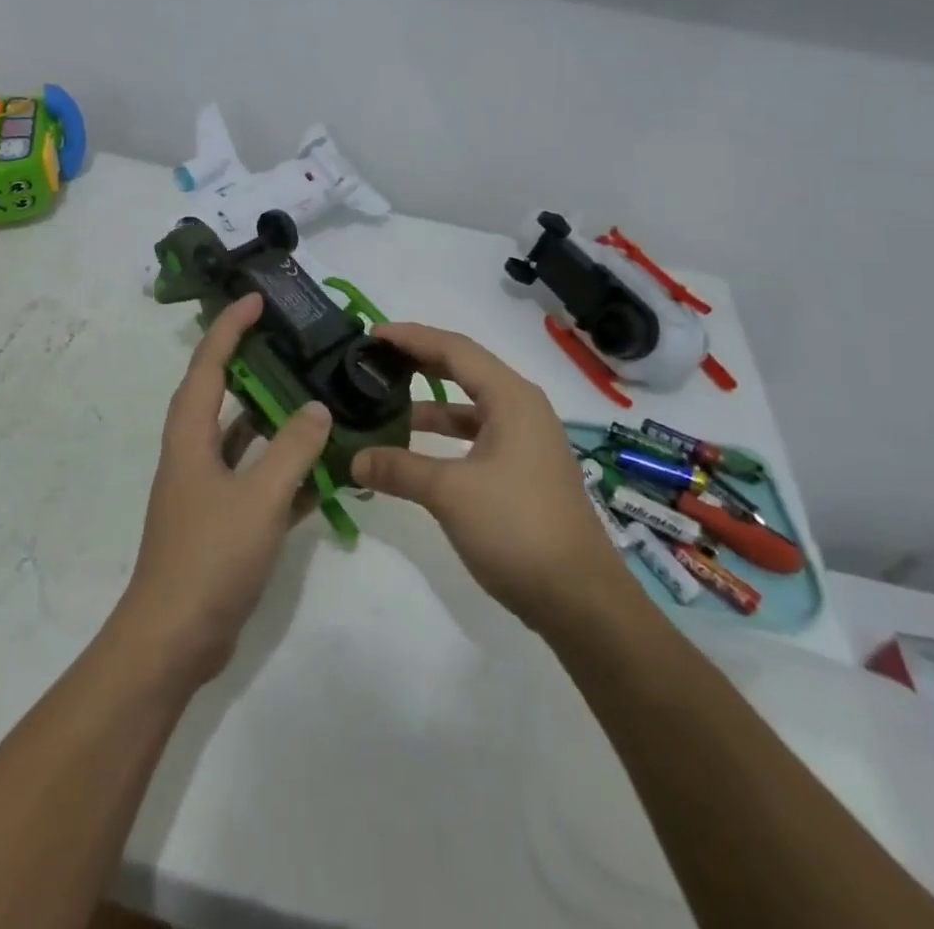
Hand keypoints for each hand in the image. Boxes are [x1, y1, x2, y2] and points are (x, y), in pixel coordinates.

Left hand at [117, 293, 331, 686]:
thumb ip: (291, 450)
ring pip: (243, 440)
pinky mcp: (223, 522)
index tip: (255, 300)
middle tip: (293, 345)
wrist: (174, 641)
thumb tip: (317, 407)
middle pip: (222, 396)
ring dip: (274, 420)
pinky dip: (285, 471)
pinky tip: (324, 471)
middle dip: (252, 366)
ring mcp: (208, 490)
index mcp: (190, 437)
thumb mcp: (258, 498)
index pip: (208, 366)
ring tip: (315, 398)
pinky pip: (257, 481)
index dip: (229, 329)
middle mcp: (194, 455)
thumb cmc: (209, 558)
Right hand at [350, 323, 636, 627]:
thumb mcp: (450, 493)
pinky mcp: (523, 469)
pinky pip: (476, 435)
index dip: (411, 337)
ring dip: (430, 405)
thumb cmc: (517, 527)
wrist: (579, 598)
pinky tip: (414, 451)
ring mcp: (525, 440)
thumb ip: (399, 468)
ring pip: (469, 406)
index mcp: (511, 398)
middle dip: (419, 362)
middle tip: (376, 360)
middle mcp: (521, 408)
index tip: (372, 335)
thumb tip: (355, 459)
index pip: (454, 349)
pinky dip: (444, 436)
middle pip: (463, 369)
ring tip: (385, 406)